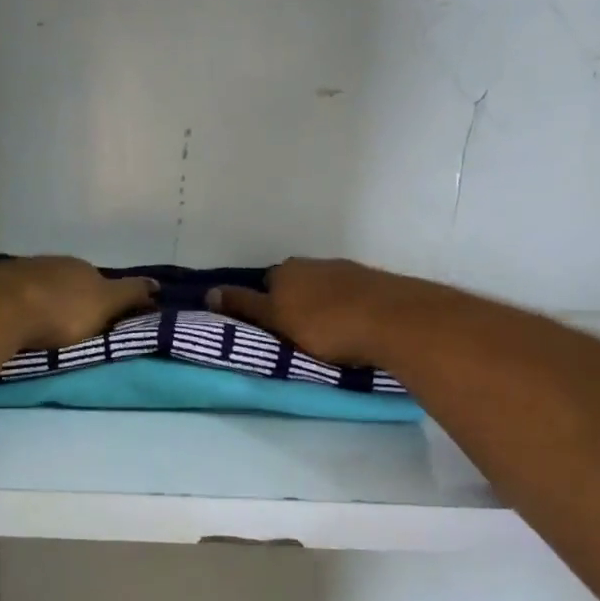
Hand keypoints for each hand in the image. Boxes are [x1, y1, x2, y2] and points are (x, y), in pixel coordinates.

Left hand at [0, 256, 157, 350]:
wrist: (0, 307)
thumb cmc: (61, 310)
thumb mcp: (105, 305)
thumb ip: (130, 295)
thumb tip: (157, 284)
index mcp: (81, 267)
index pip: (97, 280)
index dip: (101, 299)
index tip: (98, 319)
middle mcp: (51, 262)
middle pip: (66, 280)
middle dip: (68, 297)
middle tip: (68, 324)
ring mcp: (19, 269)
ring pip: (37, 284)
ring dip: (40, 299)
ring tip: (38, 324)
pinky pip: (9, 292)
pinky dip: (14, 303)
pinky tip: (11, 317)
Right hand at [207, 258, 404, 366]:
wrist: (391, 320)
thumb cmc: (324, 324)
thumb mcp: (276, 320)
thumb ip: (244, 307)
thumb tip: (208, 292)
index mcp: (286, 270)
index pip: (265, 285)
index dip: (265, 307)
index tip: (272, 330)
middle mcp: (314, 264)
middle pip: (295, 285)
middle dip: (294, 305)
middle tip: (297, 336)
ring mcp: (346, 270)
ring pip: (323, 289)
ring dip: (322, 307)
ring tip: (328, 336)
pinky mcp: (374, 284)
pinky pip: (350, 296)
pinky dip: (346, 309)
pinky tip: (353, 327)